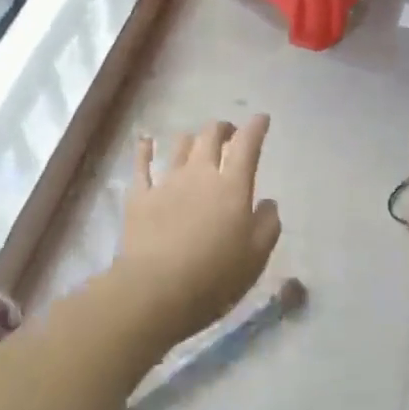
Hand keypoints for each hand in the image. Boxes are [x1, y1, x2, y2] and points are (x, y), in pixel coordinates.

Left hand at [114, 116, 280, 347]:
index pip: (247, 144)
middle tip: (229, 133)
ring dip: (192, 139)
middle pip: (211, 135)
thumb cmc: (214, 276)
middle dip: (223, 128)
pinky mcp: (140, 196)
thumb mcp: (256, 256)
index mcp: (232, 185)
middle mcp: (200, 173)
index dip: (256, 127)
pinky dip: (145, 150)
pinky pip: (142, 165)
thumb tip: (268, 202)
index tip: (262, 119)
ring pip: (181, 145)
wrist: (155, 291)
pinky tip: (146, 142)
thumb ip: (268, 224)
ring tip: (196, 143)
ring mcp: (167, 182)